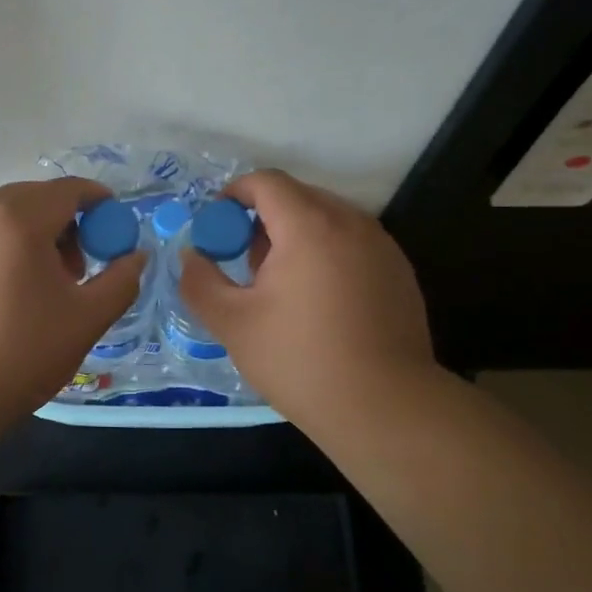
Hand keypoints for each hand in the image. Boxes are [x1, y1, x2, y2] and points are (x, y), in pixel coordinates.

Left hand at [0, 177, 146, 422]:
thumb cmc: (20, 352)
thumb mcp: (86, 319)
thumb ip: (121, 281)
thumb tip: (137, 257)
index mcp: (20, 217)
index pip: (69, 190)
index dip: (99, 203)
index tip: (116, 230)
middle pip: (37, 197)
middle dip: (68, 221)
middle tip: (82, 266)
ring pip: (8, 214)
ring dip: (37, 233)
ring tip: (48, 284)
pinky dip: (9, 245)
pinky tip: (12, 291)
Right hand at [178, 170, 439, 427]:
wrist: (386, 409)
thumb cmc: (301, 360)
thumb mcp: (233, 324)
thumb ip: (201, 281)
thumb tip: (191, 256)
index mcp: (309, 226)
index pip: (266, 182)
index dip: (234, 195)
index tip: (218, 228)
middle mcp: (351, 222)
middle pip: (297, 197)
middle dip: (263, 218)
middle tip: (245, 263)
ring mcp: (382, 246)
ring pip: (327, 219)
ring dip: (296, 236)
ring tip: (281, 286)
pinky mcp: (399, 271)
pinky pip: (352, 242)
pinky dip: (326, 253)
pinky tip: (319, 302)